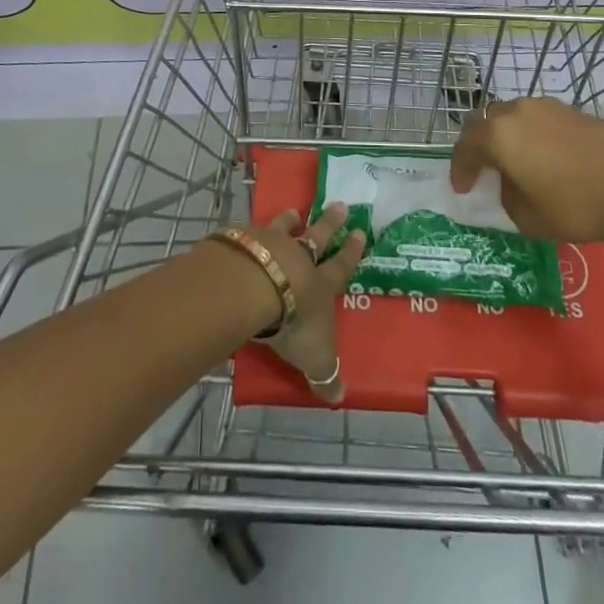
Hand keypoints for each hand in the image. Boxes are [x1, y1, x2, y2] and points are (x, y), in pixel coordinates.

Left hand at [242, 204, 365, 402]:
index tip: (360, 231)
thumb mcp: (315, 357)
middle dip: (330, 223)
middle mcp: (299, 257)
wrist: (254, 288)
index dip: (351, 252)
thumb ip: (325, 375)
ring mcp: (271, 244)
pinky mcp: (244, 241)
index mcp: (320, 283)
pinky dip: (252, 231)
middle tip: (340, 204)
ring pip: (283, 227)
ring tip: (293, 211)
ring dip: (289, 220)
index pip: (341, 266)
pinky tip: (247, 229)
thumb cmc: (293, 322)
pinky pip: (251, 232)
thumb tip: (339, 398)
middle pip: (318, 236)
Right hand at [450, 97, 603, 243]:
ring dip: (509, 137)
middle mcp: (517, 111)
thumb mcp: (528, 218)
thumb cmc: (575, 206)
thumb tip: (511, 184)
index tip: (462, 188)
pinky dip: (534, 136)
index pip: (466, 145)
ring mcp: (547, 107)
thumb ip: (508, 197)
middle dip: (481, 146)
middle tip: (485, 170)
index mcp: (499, 135)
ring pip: (515, 117)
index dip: (460, 167)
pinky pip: (541, 120)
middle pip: (487, 122)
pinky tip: (549, 159)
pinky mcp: (573, 110)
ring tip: (518, 163)